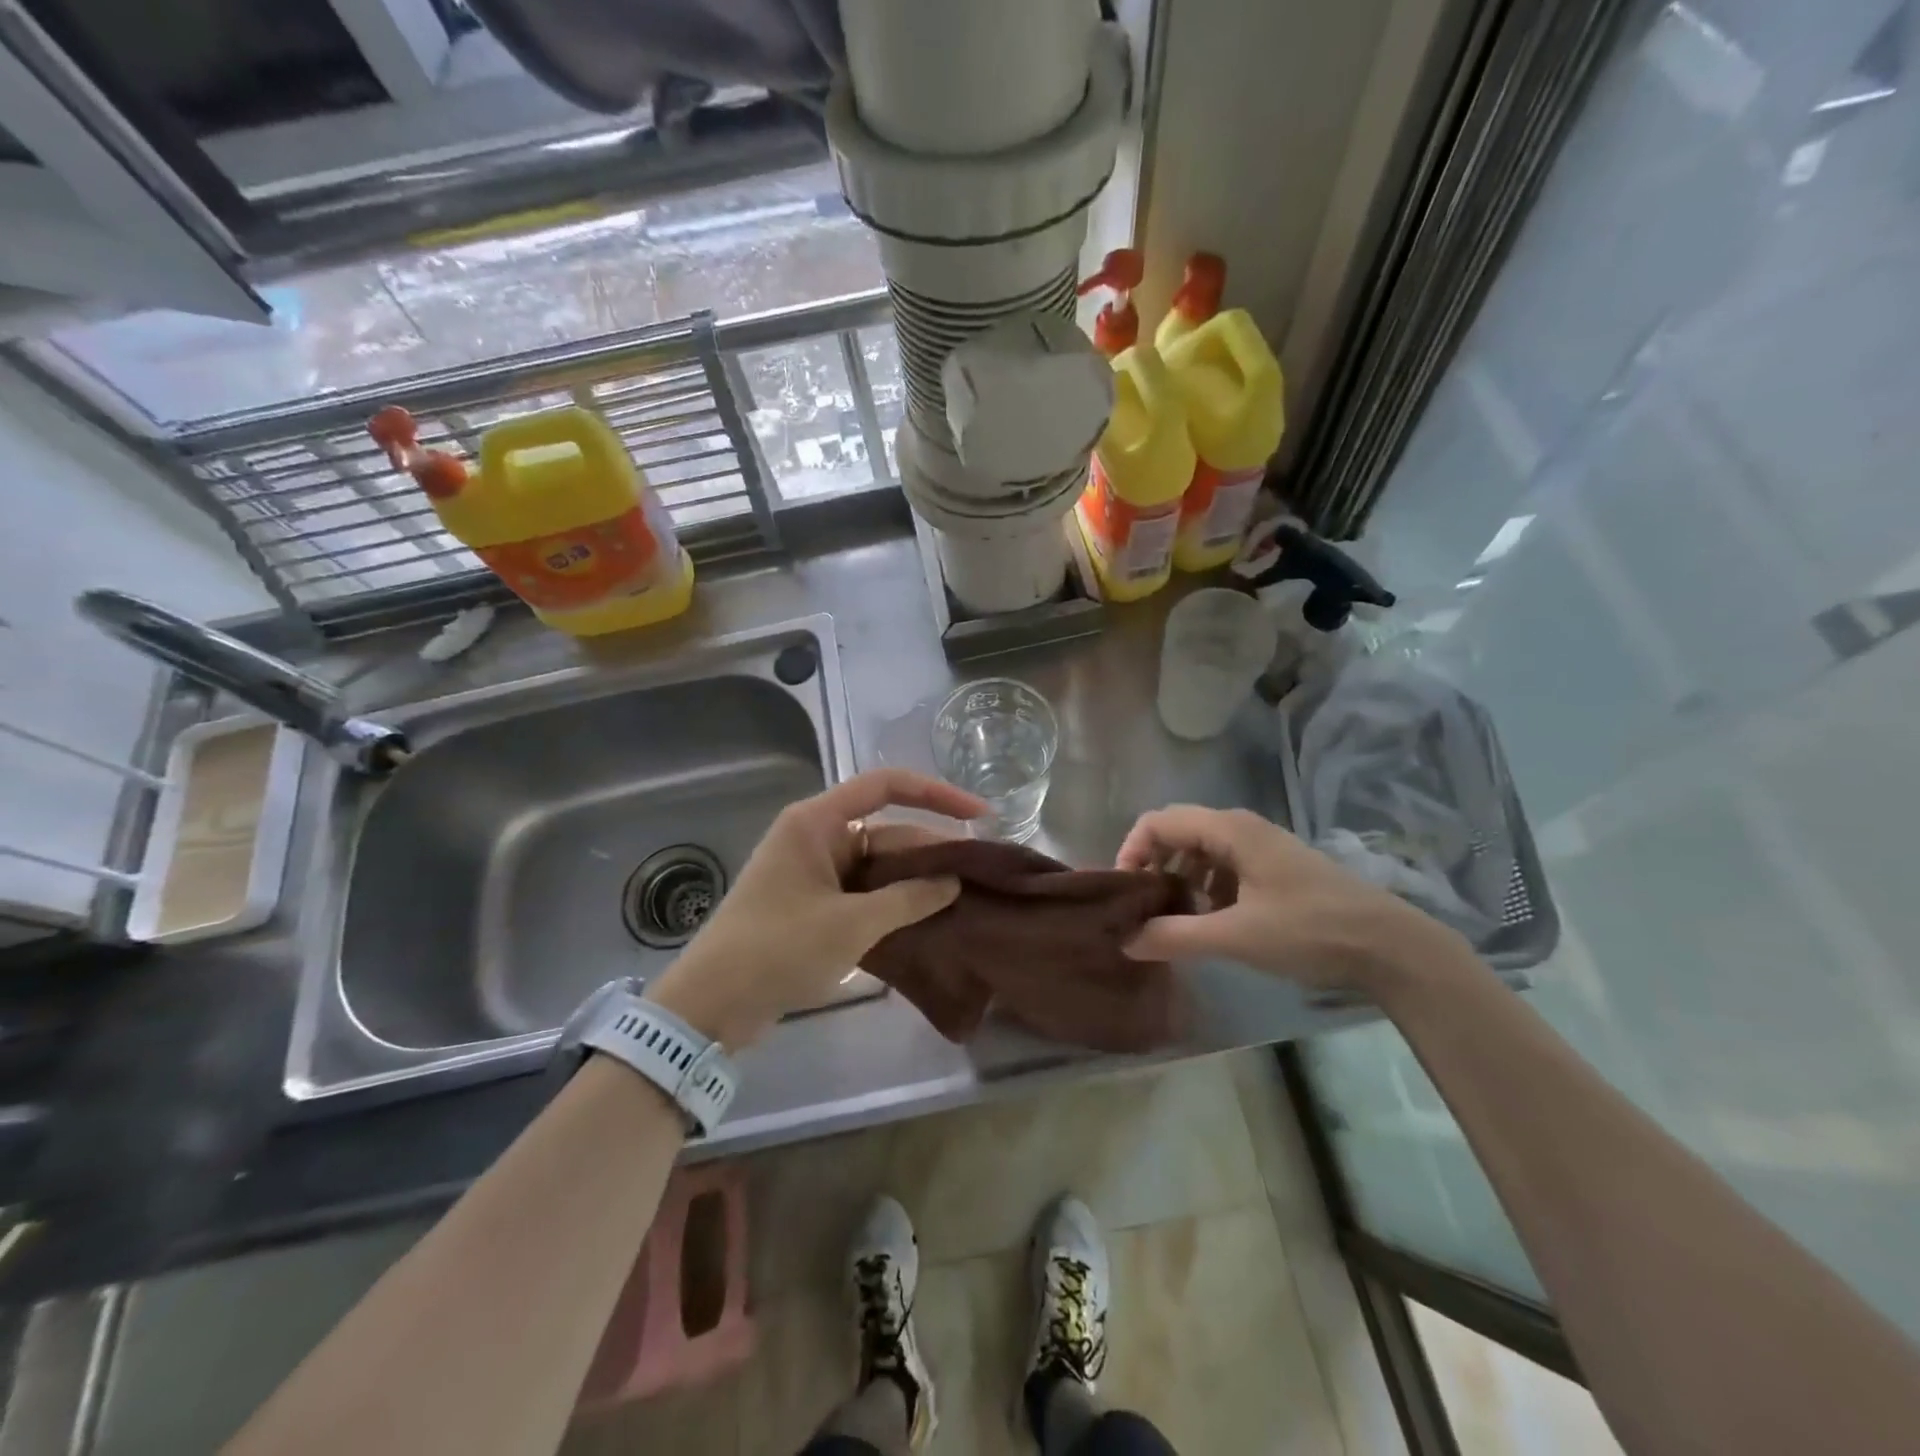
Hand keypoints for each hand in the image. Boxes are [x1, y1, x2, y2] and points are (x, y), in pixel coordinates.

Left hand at [648, 769, 983, 1047]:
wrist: (712, 1005)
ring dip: (915, 880)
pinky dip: (893, 902)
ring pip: (878, 865)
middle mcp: (817, 836)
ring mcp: (814, 871)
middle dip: (932, 850)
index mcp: (817, 821)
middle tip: (980, 873)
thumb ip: (908, 898)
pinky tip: (928, 918)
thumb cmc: (778, 948)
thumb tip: (954, 882)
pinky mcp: (814, 903)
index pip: (886, 786)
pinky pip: (864, 891)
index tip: (979, 815)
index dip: (937, 794)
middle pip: (886, 830)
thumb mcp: (852, 924)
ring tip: (965, 897)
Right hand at [1116, 805, 1469, 998]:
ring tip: (1174, 917)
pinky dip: (1205, 886)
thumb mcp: (1236, 936)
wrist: (1391, 945)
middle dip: (1152, 866)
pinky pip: (1224, 865)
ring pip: (1200, 850)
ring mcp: (1261, 845)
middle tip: (1142, 907)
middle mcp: (1241, 827)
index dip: (1131, 851)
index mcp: (1228, 830)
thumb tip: (1124, 941)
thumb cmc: (1309, 931)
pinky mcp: (1275, 867)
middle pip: (1177, 833)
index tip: (1124, 893)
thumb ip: (1175, 935)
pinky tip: (1212, 919)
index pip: (1157, 822)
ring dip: (1178, 878)